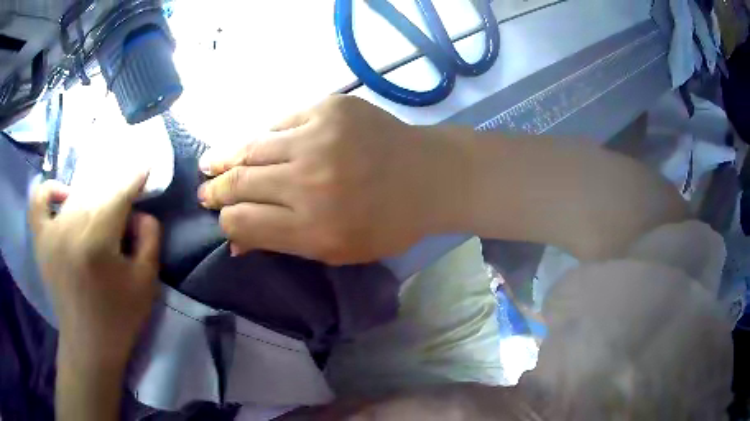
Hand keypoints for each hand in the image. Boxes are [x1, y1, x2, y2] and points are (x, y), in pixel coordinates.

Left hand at [29, 174, 160, 366]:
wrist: (88, 345)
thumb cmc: (119, 317)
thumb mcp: (146, 282)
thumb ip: (150, 238)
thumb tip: (140, 211)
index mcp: (96, 242)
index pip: (117, 194)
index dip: (133, 177)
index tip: (145, 165)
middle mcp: (69, 230)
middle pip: (96, 191)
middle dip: (115, 193)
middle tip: (125, 208)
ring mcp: (50, 233)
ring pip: (75, 196)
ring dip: (92, 199)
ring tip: (101, 217)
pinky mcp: (40, 241)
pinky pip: (39, 201)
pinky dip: (49, 191)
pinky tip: (62, 196)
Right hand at [198, 96, 464, 264]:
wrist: (429, 175)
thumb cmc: (388, 222)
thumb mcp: (337, 250)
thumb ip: (282, 243)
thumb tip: (234, 242)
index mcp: (313, 227)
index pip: (243, 222)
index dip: (226, 222)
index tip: (220, 217)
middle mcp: (309, 182)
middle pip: (240, 183)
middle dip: (216, 189)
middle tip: (203, 190)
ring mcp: (318, 137)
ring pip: (252, 147)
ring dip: (225, 157)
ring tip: (207, 162)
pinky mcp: (329, 107)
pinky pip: (280, 122)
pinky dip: (266, 136)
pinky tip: (256, 144)